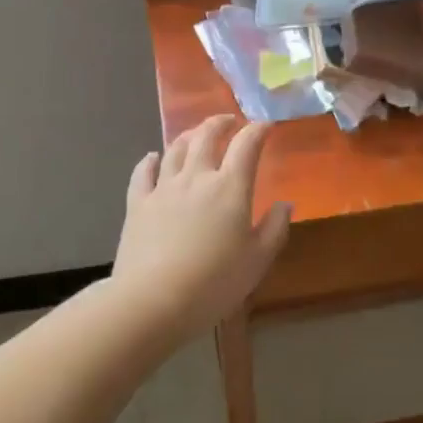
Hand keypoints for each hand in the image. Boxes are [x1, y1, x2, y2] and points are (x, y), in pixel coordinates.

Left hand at [112, 115, 291, 336]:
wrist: (153, 301)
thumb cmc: (214, 283)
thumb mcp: (257, 261)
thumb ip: (274, 228)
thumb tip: (285, 203)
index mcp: (230, 188)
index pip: (246, 145)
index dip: (258, 130)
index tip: (266, 125)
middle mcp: (196, 178)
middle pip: (206, 136)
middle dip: (220, 123)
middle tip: (229, 121)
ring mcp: (163, 188)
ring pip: (175, 149)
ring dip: (189, 136)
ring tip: (196, 135)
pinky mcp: (137, 204)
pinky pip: (142, 172)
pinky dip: (150, 160)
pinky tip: (152, 157)